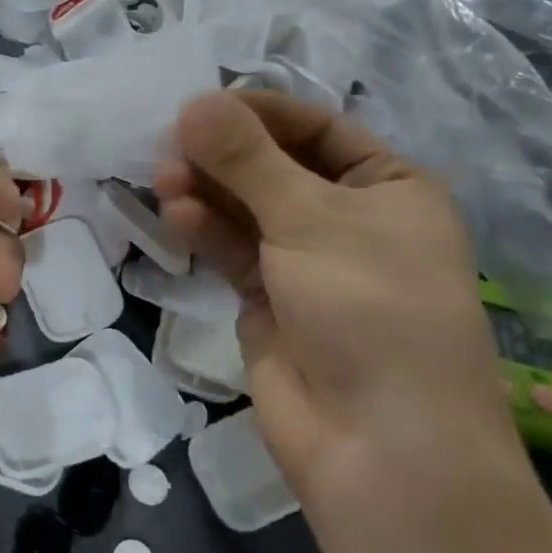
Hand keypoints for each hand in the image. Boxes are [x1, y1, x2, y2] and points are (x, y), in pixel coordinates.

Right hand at [154, 90, 524, 521]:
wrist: (382, 450)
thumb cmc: (370, 309)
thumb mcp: (311, 219)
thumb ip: (246, 159)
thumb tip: (193, 101)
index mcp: (388, 186)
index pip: (314, 127)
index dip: (257, 112)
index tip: (199, 103)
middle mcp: (349, 217)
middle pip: (273, 165)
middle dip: (223, 153)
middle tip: (169, 141)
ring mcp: (306, 260)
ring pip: (245, 207)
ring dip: (206, 189)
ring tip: (164, 178)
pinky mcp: (269, 297)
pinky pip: (232, 247)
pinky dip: (205, 228)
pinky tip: (176, 215)